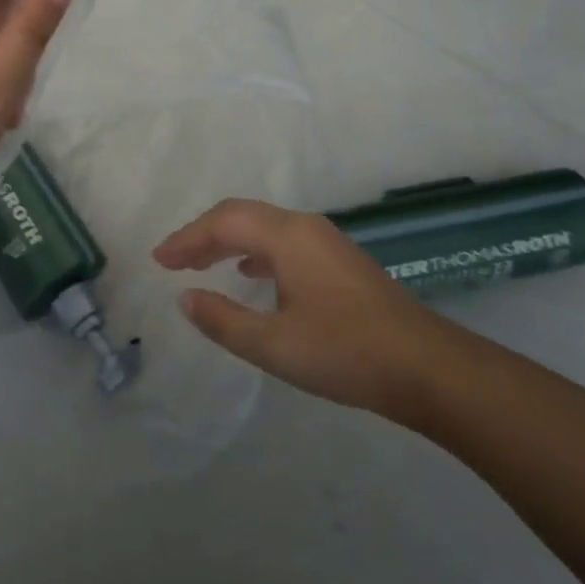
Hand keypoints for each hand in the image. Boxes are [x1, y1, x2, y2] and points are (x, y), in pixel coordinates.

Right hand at [154, 199, 455, 416]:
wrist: (425, 367)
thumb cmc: (345, 353)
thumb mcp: (275, 345)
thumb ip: (224, 320)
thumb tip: (185, 298)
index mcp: (287, 236)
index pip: (224, 222)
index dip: (187, 239)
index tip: (158, 260)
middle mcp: (305, 227)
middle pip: (243, 216)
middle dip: (204, 235)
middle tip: (173, 261)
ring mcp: (326, 241)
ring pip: (264, 227)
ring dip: (229, 241)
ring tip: (201, 265)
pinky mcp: (338, 261)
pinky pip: (283, 242)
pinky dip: (254, 251)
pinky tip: (250, 274)